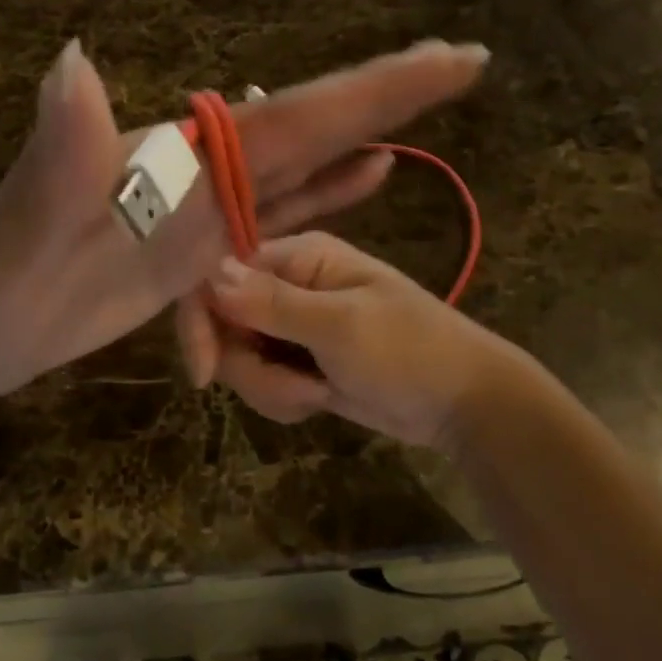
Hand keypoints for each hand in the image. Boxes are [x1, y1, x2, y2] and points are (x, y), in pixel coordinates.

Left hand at [0, 39, 487, 428]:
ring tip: (428, 105)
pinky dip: (326, 196)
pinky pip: (276, 218)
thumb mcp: (24, 222)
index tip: (449, 56)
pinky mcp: (201, 251)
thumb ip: (57, 151)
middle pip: (312, 127)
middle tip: (464, 61)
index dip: (373, 88)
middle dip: (388, 94)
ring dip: (364, 137)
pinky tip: (365, 179)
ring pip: (301, 167)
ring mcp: (204, 211)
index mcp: (183, 157)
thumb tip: (74, 59)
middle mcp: (203, 171)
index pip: (295, 116)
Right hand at [203, 232, 510, 449]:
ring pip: (238, 357)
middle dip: (249, 366)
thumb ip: (272, 303)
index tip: (205, 372)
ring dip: (271, 387)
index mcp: (297, 256)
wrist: (461, 404)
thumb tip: (209, 273)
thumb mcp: (341, 327)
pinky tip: (321, 400)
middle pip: (222, 322)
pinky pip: (260, 379)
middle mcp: (285, 283)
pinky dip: (283, 398)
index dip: (201, 320)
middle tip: (296, 388)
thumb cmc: (409, 351)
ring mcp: (289, 324)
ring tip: (319, 394)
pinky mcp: (295, 359)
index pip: (218, 274)